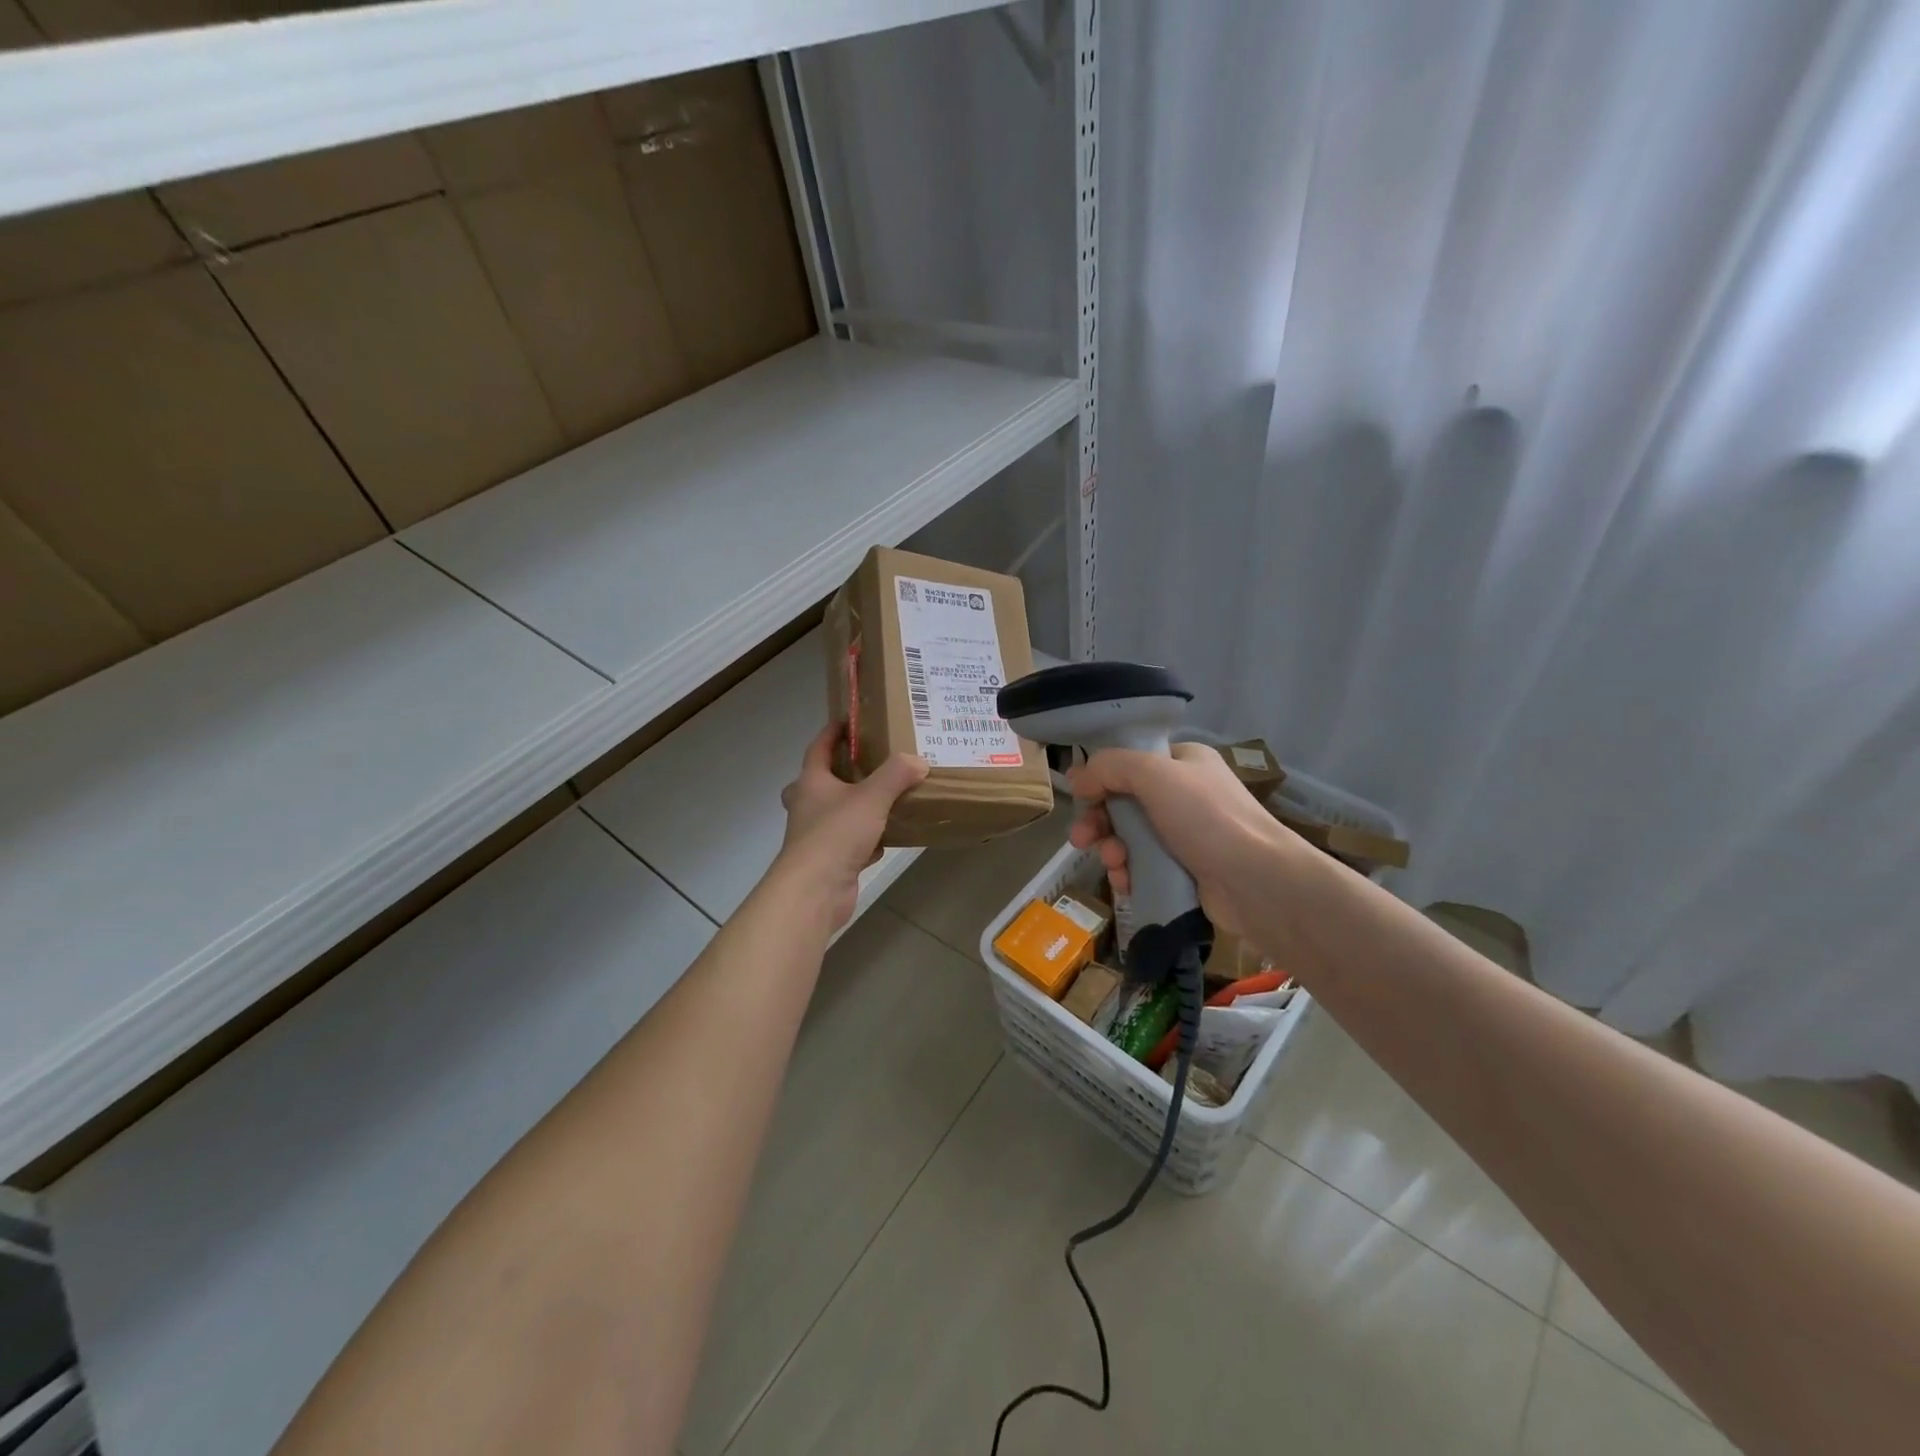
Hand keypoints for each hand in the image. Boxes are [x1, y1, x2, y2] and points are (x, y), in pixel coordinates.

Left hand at [776, 723, 928, 927]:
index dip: (832, 732)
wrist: (815, 891)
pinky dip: (867, 840)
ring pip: (835, 814)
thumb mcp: (872, 798)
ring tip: (884, 799)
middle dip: (837, 773)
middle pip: (818, 782)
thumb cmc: (836, 835)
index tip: (848, 720)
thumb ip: (896, 775)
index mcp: (811, 783)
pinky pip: (850, 843)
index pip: (818, 748)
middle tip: (863, 765)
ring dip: (854, 807)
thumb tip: (918, 760)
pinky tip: (886, 840)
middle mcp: (809, 806)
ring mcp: (816, 836)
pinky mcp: (829, 861)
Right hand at [1067, 742, 1301, 941]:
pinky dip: (1129, 873)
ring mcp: (1187, 834)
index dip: (1101, 779)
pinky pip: (1144, 866)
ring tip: (1113, 863)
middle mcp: (1185, 794)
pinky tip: (1125, 882)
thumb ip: (1109, 767)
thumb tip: (1077, 777)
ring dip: (1112, 849)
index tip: (1080, 798)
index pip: (1131, 762)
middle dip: (1100, 821)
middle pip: (1124, 803)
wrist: (1256, 881)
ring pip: (1130, 837)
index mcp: (1183, 762)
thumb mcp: (1153, 774)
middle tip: (1081, 839)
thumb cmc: (1205, 817)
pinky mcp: (1186, 870)